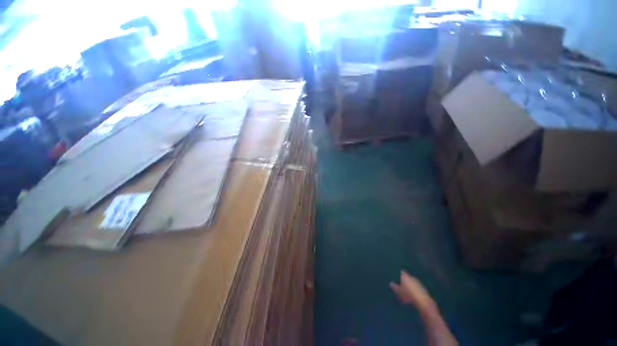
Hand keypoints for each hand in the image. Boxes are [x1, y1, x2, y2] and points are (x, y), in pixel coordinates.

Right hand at [390, 271, 434, 310]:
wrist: (422, 300)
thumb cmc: (407, 294)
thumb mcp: (398, 291)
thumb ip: (394, 287)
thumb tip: (390, 283)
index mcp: (405, 276)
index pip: (401, 273)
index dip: (399, 276)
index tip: (396, 279)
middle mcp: (411, 277)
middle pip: (406, 277)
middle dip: (404, 281)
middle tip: (401, 287)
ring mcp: (417, 282)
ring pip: (411, 283)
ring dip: (409, 286)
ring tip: (406, 293)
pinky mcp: (423, 288)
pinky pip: (416, 287)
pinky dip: (413, 290)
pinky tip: (412, 296)